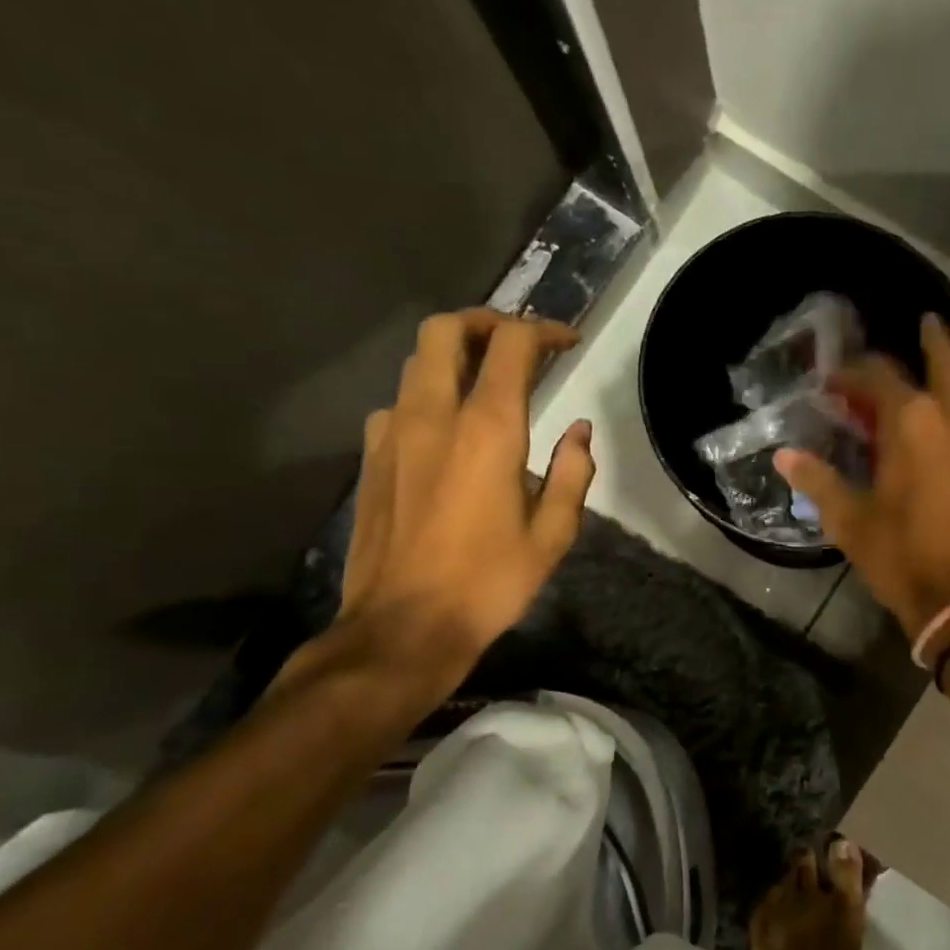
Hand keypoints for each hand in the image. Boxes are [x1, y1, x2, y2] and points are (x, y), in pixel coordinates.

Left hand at [335, 309, 592, 697]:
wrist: (404, 627)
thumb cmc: (489, 581)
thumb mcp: (553, 534)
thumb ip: (572, 473)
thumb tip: (579, 433)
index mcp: (488, 430)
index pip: (512, 345)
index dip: (544, 331)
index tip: (567, 342)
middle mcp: (433, 416)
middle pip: (446, 330)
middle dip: (486, 322)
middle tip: (518, 344)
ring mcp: (393, 434)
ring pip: (417, 363)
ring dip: (455, 358)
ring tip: (487, 382)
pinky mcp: (371, 458)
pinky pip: (399, 404)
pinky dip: (428, 397)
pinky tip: (447, 433)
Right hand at [776, 313, 949, 637]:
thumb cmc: (902, 556)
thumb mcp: (850, 521)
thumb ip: (818, 482)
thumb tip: (784, 457)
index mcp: (909, 426)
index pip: (879, 381)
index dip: (855, 373)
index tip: (835, 377)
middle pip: (942, 369)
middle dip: (932, 343)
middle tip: (928, 318)